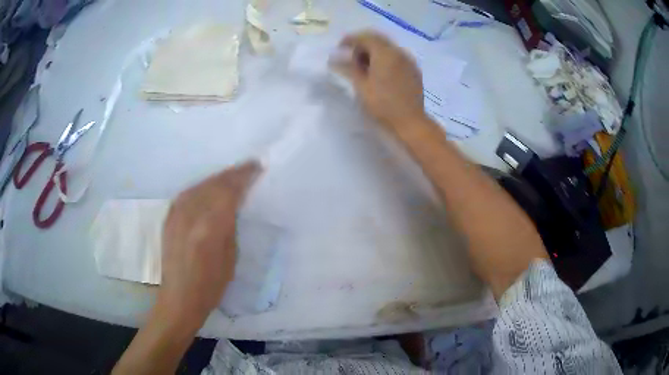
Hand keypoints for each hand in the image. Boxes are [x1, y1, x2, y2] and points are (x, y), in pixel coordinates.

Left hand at [157, 161, 260, 327]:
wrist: (179, 298)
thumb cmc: (211, 286)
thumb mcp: (231, 257)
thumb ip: (231, 226)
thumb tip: (234, 205)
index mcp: (211, 226)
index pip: (229, 190)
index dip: (244, 175)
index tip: (256, 167)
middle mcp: (191, 214)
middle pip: (214, 183)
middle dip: (232, 174)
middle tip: (247, 168)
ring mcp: (176, 215)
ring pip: (199, 185)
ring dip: (216, 178)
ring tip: (230, 177)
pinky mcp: (169, 219)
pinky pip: (186, 194)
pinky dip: (200, 187)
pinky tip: (207, 189)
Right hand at [333, 31, 425, 132]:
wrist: (411, 122)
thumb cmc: (383, 105)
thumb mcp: (361, 86)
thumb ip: (348, 68)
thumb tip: (334, 58)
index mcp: (385, 53)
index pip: (366, 37)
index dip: (350, 40)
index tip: (339, 49)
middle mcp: (399, 52)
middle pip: (378, 39)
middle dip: (362, 44)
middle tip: (350, 57)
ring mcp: (409, 61)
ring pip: (388, 48)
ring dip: (374, 51)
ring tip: (363, 66)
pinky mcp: (414, 71)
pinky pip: (397, 57)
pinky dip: (385, 58)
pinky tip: (379, 72)